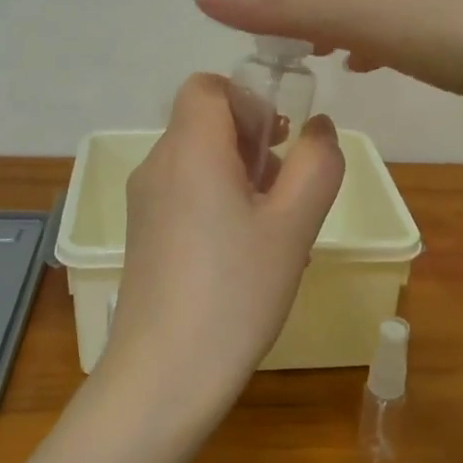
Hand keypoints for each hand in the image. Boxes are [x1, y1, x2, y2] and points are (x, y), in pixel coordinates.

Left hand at [93, 74, 344, 423]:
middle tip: (285, 194)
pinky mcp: (143, 234)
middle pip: (206, 123)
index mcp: (189, 149)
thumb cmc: (236, 292)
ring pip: (199, 161)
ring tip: (273, 233)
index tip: (279, 144)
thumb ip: (317, 164)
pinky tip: (243, 256)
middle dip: (253, 143)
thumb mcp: (294, 225)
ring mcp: (144, 202)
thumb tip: (318, 127)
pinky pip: (186, 194)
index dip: (249, 101)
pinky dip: (218, 203)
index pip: (208, 86)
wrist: (164, 376)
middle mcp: (157, 165)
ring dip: (240, 177)